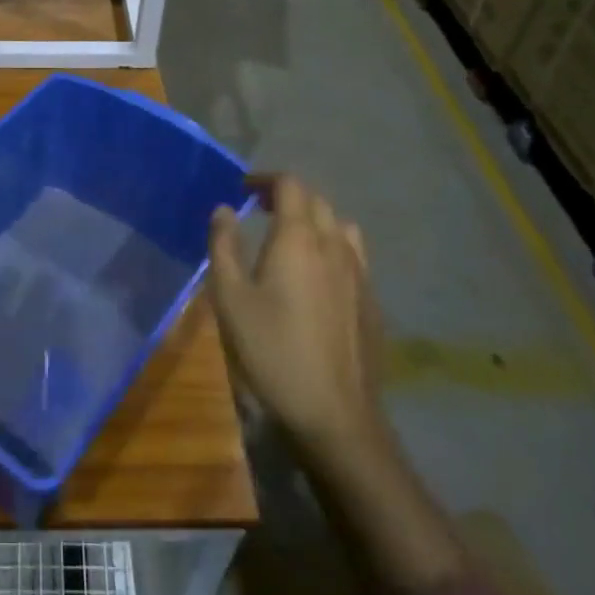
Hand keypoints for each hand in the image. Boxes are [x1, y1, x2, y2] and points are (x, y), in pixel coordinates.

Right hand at [207, 174, 386, 466]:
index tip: (243, 190)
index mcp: (299, 238)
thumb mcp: (229, 298)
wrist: (334, 414)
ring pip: (341, 227)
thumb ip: (223, 246)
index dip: (266, 180)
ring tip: (291, 238)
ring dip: (315, 221)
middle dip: (287, 197)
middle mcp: (335, 246)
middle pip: (317, 202)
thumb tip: (223, 209)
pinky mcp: (371, 302)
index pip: (291, 186)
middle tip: (259, 209)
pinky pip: (354, 256)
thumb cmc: (271, 350)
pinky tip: (317, 277)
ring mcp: (360, 274)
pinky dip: (332, 248)